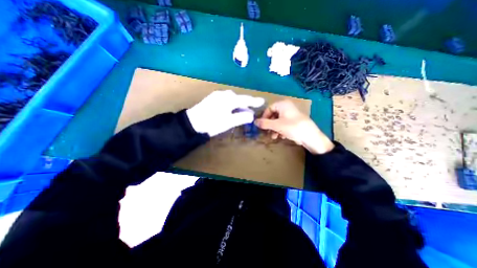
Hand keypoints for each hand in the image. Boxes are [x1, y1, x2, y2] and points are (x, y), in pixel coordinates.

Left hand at [187, 90, 263, 137]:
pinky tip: (230, 110)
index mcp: (229, 99)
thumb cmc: (212, 123)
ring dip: (238, 105)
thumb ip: (241, 117)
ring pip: (232, 99)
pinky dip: (231, 104)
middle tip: (250, 112)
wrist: (192, 123)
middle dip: (245, 104)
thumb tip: (251, 115)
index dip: (254, 101)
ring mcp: (217, 95)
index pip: (245, 99)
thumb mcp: (229, 122)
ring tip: (241, 112)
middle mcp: (224, 94)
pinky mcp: (212, 98)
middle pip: (239, 98)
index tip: (262, 101)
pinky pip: (226, 99)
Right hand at [255, 99, 332, 154]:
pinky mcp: (294, 122)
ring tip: (274, 137)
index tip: (261, 125)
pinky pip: (284, 124)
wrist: (310, 137)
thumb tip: (255, 122)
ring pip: (278, 121)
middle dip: (270, 125)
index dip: (264, 117)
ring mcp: (291, 115)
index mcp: (283, 104)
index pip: (269, 108)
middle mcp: (287, 108)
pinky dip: (281, 130)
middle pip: (273, 115)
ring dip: (274, 129)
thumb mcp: (276, 125)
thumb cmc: (292, 127)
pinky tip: (281, 137)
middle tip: (267, 132)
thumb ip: (265, 123)